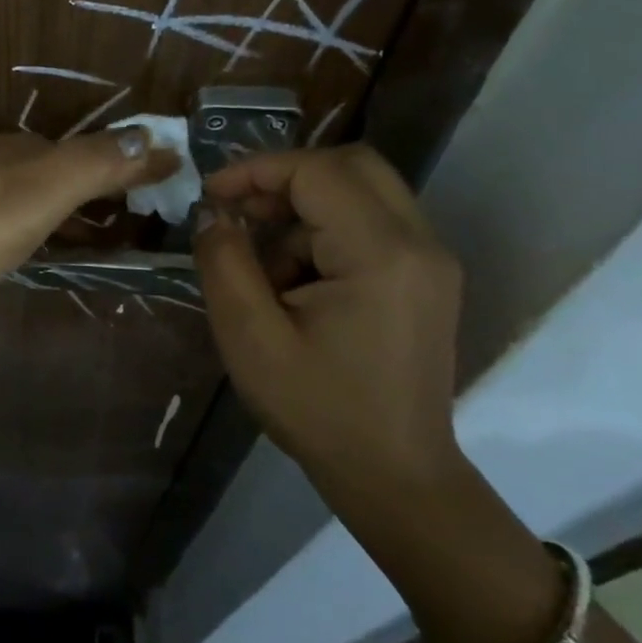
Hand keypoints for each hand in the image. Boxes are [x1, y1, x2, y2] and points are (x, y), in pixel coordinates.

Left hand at [0, 130, 179, 326]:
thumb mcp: (33, 198)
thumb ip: (90, 167)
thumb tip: (149, 135)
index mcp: (12, 150)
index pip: (82, 151)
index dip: (121, 167)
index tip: (155, 185)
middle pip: (47, 167)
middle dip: (86, 186)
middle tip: (120, 219)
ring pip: (12, 188)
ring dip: (49, 205)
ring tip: (72, 236)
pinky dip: (13, 219)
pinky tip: (3, 242)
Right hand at [193, 144, 463, 493]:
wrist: (395, 477)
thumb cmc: (317, 409)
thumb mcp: (250, 336)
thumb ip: (224, 261)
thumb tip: (213, 212)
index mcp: (381, 254)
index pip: (317, 172)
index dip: (256, 171)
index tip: (210, 196)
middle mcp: (420, 243)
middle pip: (351, 165)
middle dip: (286, 179)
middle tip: (241, 212)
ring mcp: (431, 260)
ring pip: (361, 193)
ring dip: (304, 212)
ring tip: (265, 270)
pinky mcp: (427, 278)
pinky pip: (372, 224)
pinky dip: (326, 235)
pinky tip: (297, 287)